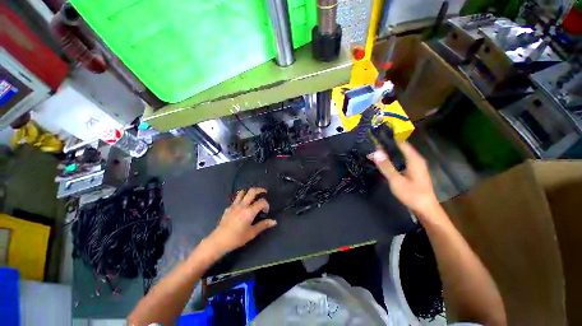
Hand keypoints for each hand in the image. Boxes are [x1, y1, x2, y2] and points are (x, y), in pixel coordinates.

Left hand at [205, 188, 276, 255]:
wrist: (218, 241)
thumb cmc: (237, 238)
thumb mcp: (252, 233)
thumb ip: (263, 225)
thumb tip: (274, 221)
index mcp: (249, 211)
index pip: (262, 201)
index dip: (266, 204)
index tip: (266, 212)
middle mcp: (242, 205)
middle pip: (252, 191)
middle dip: (260, 189)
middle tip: (264, 192)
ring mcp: (234, 205)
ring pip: (242, 192)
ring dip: (249, 192)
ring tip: (253, 197)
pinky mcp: (228, 208)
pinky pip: (236, 199)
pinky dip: (241, 199)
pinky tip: (242, 207)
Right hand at [368, 141, 439, 216]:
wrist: (426, 209)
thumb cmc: (412, 194)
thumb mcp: (396, 180)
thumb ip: (386, 166)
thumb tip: (376, 152)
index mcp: (414, 159)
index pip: (401, 143)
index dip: (390, 139)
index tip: (377, 136)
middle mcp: (416, 160)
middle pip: (400, 148)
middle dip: (387, 146)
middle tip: (372, 146)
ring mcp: (415, 166)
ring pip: (400, 155)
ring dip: (389, 153)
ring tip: (375, 153)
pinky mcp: (413, 172)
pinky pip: (401, 161)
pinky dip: (392, 160)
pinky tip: (384, 163)